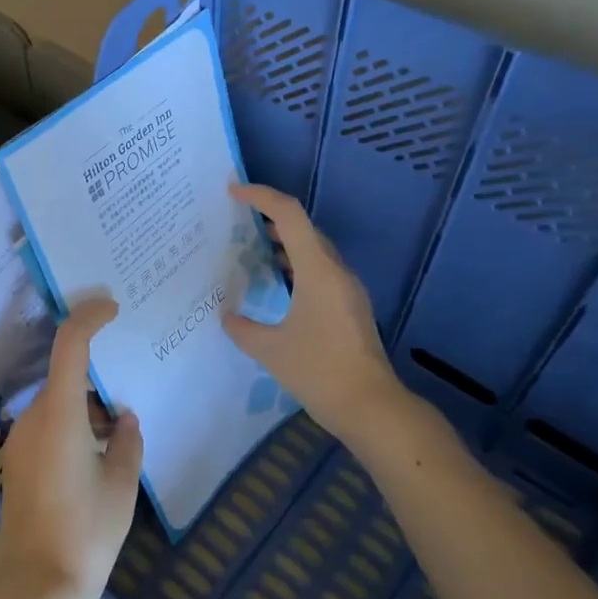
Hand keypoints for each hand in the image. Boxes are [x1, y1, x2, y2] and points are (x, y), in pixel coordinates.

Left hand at [0, 297, 143, 598]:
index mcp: (59, 415)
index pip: (70, 345)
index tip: (113, 307)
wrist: (35, 588)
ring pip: (59, 401)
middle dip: (98, 374)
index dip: (90, 317)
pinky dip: (75, 423)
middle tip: (132, 378)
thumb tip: (123, 419)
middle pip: (65, 375)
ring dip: (88, 404)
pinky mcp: (19, 462)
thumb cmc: (85, 534)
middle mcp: (33, 419)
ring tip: (121, 427)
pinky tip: (100, 451)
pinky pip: (50, 424)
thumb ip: (127, 441)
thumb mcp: (121, 485)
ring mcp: (21, 441)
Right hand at [223, 183, 400, 435]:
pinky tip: (277, 285)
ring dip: (284, 243)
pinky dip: (296, 266)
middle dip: (270, 218)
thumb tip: (227, 316)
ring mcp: (347, 289)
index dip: (261, 196)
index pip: (289, 215)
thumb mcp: (270, 350)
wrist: (370, 406)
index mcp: (317, 270)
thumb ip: (243, 328)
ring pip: (313, 251)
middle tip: (237, 221)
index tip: (233, 192)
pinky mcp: (350, 307)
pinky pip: (320, 271)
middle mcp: (335, 271)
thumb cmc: (319, 371)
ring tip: (251, 247)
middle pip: (304, 228)